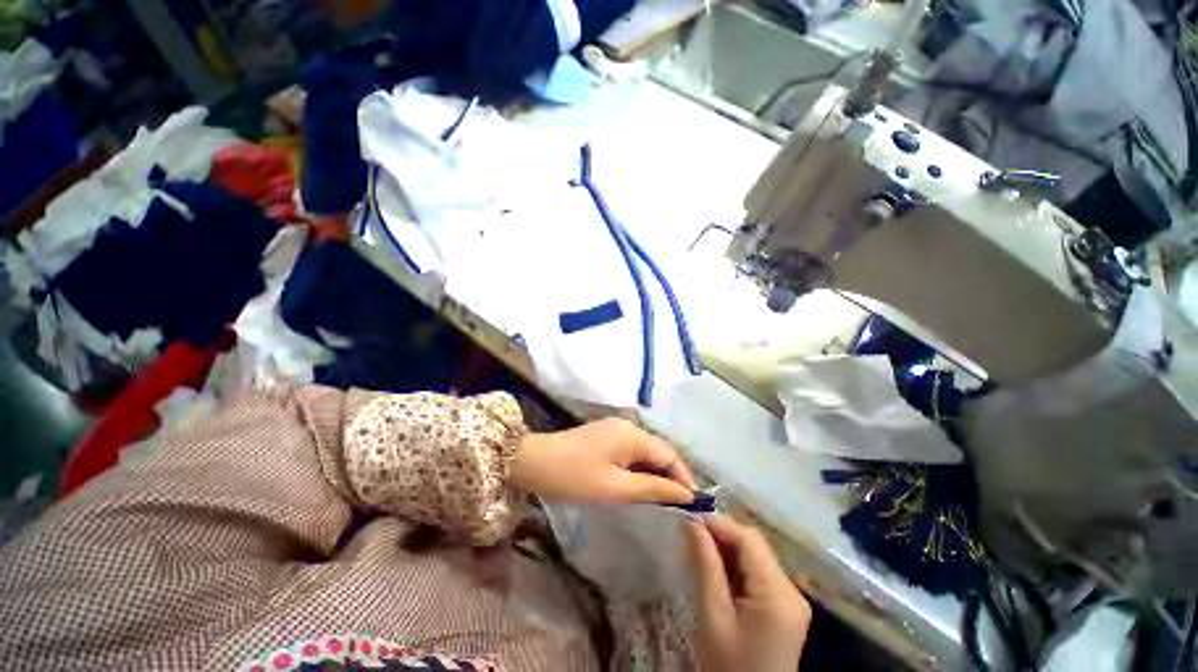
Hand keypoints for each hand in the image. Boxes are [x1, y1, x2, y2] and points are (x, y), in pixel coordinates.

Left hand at [510, 418, 695, 504]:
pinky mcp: (605, 436)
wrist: (533, 462)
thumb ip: (652, 489)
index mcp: (633, 434)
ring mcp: (615, 429)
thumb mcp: (615, 487)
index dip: (683, 478)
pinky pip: (631, 452)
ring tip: (663, 502)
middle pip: (658, 452)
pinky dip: (639, 470)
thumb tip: (684, 494)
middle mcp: (628, 426)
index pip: (669, 455)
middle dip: (670, 477)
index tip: (693, 505)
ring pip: (645, 453)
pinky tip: (640, 487)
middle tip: (680, 507)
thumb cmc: (574, 476)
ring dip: (654, 475)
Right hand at [685, 515, 811, 671]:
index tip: (690, 520)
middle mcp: (791, 590)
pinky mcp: (784, 606)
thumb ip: (705, 565)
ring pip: (755, 556)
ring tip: (697, 552)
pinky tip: (715, 570)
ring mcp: (790, 599)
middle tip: (690, 536)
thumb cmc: (729, 666)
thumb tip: (692, 522)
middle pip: (754, 546)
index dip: (719, 523)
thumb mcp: (713, 616)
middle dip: (721, 535)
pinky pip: (757, 573)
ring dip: (726, 549)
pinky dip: (735, 566)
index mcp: (778, 594)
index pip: (749, 540)